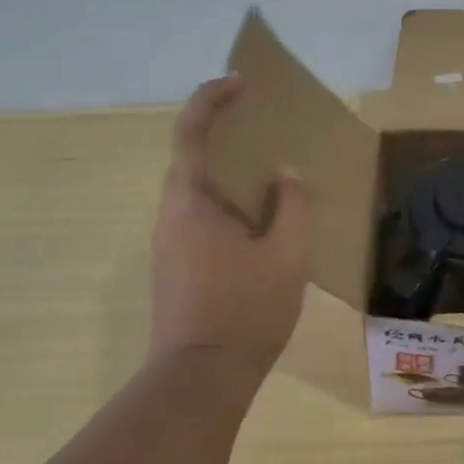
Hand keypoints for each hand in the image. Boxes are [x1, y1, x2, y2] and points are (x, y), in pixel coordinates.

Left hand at [150, 76, 312, 387]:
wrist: (200, 379)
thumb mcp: (287, 254)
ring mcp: (170, 243)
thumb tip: (285, 175)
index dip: (212, 98)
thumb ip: (293, 204)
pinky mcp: (177, 266)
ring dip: (229, 170)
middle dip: (225, 132)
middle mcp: (171, 215)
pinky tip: (262, 220)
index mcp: (191, 201)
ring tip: (273, 174)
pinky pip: (203, 215)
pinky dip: (229, 201)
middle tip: (267, 127)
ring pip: (198, 189)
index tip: (242, 84)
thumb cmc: (245, 309)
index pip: (191, 131)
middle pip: (191, 156)